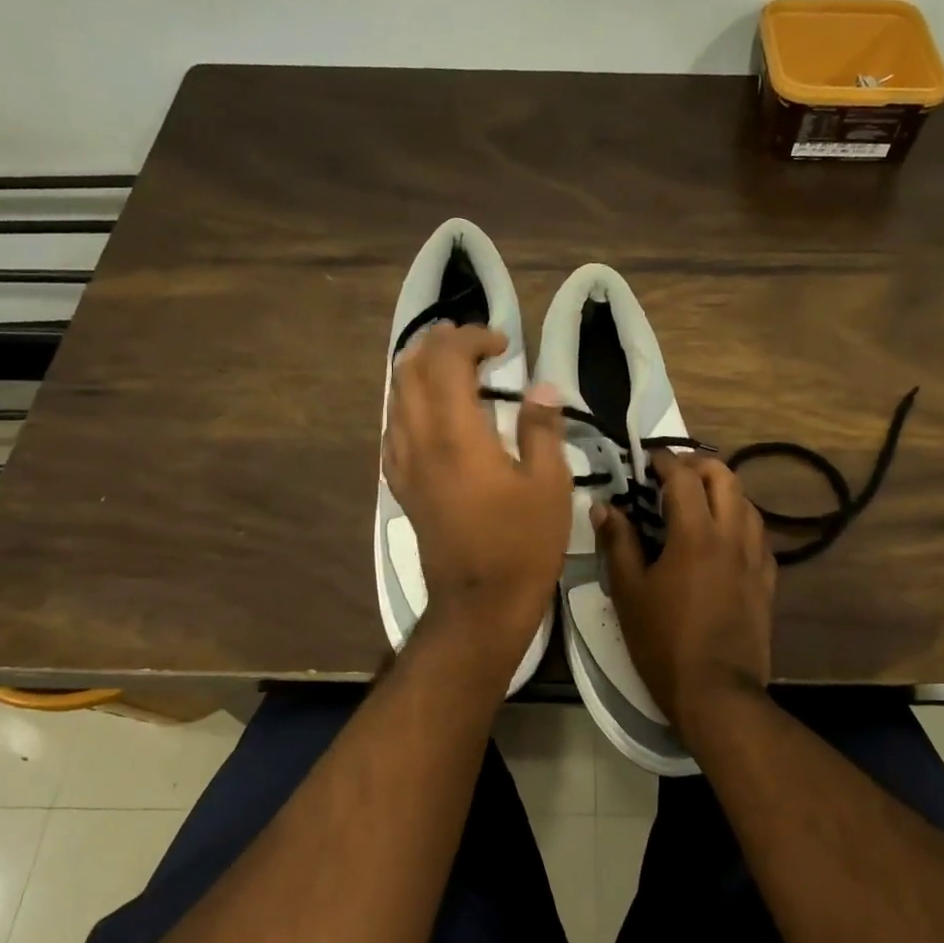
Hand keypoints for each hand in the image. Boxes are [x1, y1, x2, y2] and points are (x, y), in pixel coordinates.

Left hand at [384, 323, 571, 653]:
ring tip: (450, 365)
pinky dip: (409, 403)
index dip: (471, 338)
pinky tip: (431, 413)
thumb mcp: (549, 485)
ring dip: (418, 369)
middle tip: (471, 342)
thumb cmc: (522, 545)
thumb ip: (542, 429)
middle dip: (437, 344)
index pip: (447, 361)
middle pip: (410, 370)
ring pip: (395, 397)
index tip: (503, 343)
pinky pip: (394, 428)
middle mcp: (420, 441)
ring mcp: (404, 465)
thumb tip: (541, 388)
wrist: (480, 604)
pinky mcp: (402, 486)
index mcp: (457, 436)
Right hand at [596, 452, 776, 730]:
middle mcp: (731, 536)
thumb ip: (618, 543)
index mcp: (695, 535)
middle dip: (699, 465)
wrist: (717, 692)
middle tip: (674, 472)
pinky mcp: (767, 581)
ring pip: (748, 503)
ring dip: (724, 490)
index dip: (665, 461)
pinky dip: (741, 521)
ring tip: (700, 499)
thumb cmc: (664, 642)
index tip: (649, 458)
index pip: (683, 478)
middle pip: (725, 478)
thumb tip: (603, 506)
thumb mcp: (629, 592)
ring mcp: (755, 558)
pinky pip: (759, 536)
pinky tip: (727, 536)